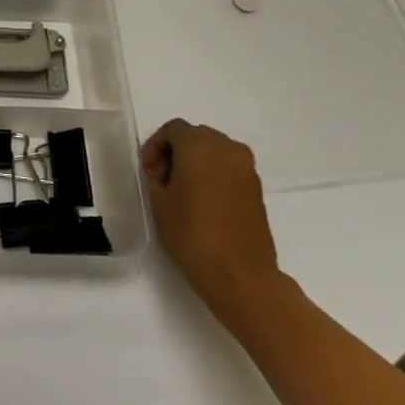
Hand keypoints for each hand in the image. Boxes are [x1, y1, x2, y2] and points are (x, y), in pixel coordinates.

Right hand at [142, 120, 283, 320]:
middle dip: (176, 152)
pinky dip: (213, 176)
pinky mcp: (257, 189)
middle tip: (161, 180)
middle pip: (196, 137)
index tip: (147, 171)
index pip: (173, 130)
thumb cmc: (192, 233)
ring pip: (215, 152)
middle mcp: (227, 148)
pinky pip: (229, 169)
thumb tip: (163, 170)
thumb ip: (156, 176)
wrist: (240, 275)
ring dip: (196, 163)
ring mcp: (247, 169)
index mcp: (200, 145)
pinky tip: (202, 202)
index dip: (155, 146)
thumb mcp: (159, 201)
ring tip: (181, 192)